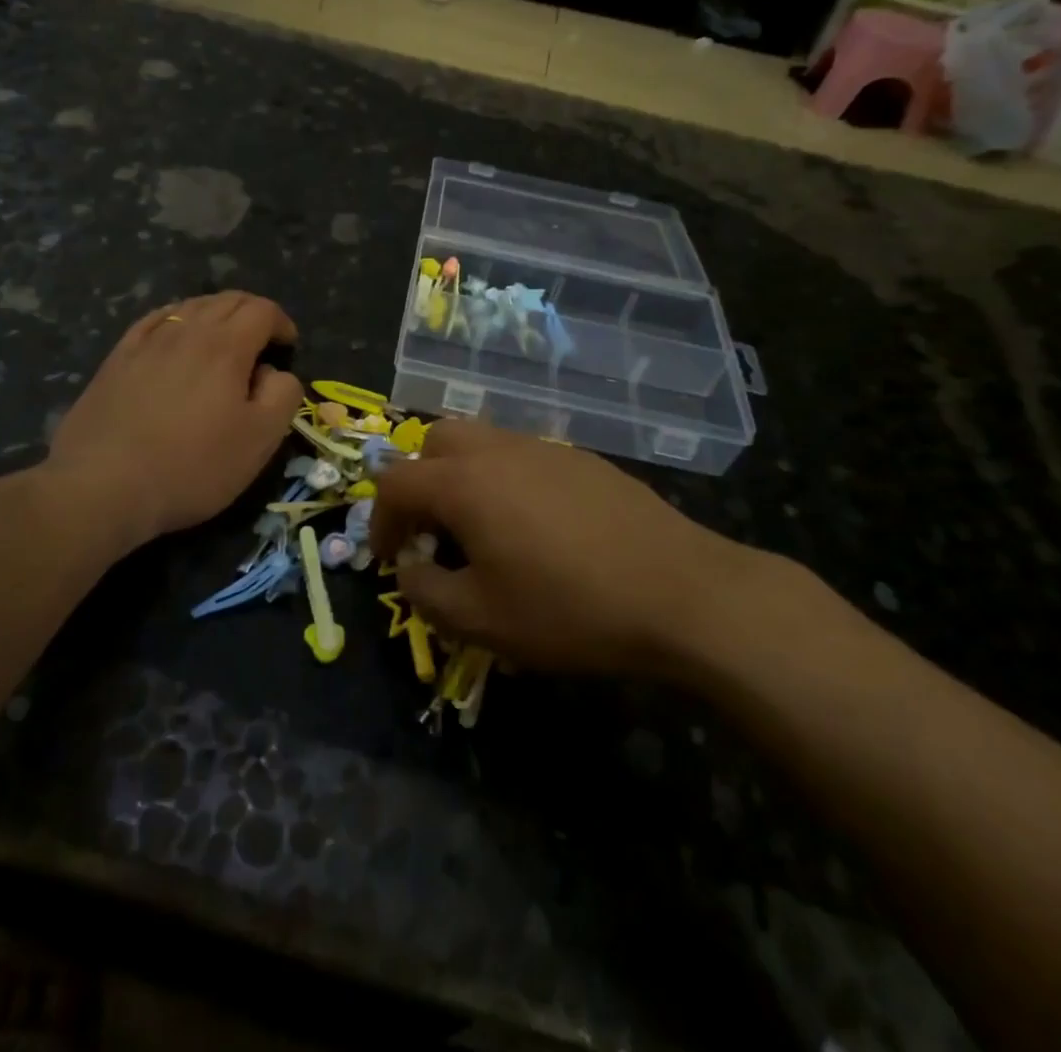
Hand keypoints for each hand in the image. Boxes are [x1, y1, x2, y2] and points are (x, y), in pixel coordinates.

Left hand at [45, 292, 300, 546]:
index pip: (261, 310)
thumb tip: (275, 371)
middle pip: (226, 300)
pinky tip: (175, 336)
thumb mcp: (260, 440)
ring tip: (223, 340)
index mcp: (225, 346)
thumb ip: (282, 395)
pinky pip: (153, 321)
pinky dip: (176, 319)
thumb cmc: (192, 466)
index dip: (281, 322)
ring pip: (189, 306)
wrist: (103, 486)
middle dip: (252, 312)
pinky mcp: (117, 359)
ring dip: (216, 314)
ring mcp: (146, 342)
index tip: (288, 346)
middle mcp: (186, 331)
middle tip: (262, 340)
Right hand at [370, 419, 767, 679]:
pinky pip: (523, 455)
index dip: (380, 520)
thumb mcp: (481, 619)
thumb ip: (426, 592)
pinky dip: (506, 479)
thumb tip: (411, 568)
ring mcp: (544, 447)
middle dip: (420, 482)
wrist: (679, 592)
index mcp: (464, 482)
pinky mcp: (581, 458)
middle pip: (435, 441)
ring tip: (483, 531)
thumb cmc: (569, 608)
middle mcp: (498, 450)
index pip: (395, 482)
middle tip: (434, 531)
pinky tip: (537, 527)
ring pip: (482, 441)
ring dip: (463, 477)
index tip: (390, 558)